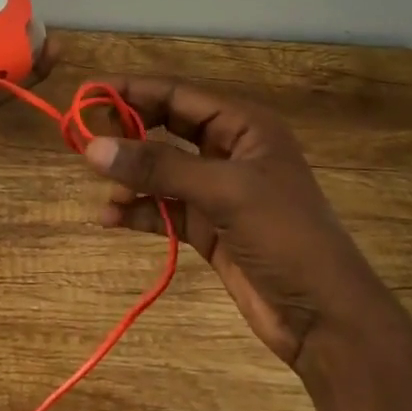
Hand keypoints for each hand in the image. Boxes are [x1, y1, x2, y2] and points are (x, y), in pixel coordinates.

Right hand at [82, 78, 387, 368]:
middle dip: (127, 135)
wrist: (325, 319)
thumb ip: (158, 167)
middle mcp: (228, 150)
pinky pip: (162, 207)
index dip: (131, 91)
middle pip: (165, 128)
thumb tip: (92, 147)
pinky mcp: (208, 226)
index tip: (86, 94)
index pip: (177, 94)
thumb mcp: (223, 193)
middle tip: (86, 143)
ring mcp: (217, 190)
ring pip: (160, 170)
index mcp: (243, 126)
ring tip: (106, 195)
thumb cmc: (285, 238)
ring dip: (130, 179)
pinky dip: (138, 211)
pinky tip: (112, 219)